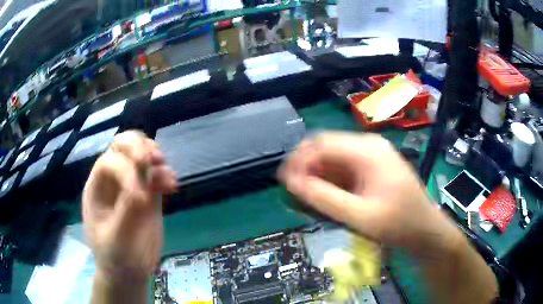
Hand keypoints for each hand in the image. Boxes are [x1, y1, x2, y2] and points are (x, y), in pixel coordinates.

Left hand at [83, 131, 176, 283]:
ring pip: (140, 154)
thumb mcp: (116, 239)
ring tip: (165, 170)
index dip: (125, 172)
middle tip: (152, 161)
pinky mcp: (148, 195)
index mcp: (97, 188)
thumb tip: (142, 189)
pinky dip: (165, 174)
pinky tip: (173, 185)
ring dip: (154, 156)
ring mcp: (131, 186)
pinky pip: (156, 175)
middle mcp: (112, 181)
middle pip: (121, 146)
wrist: (128, 272)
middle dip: (138, 147)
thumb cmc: (116, 258)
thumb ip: (126, 212)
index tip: (140, 198)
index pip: (108, 163)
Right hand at [279, 132, 461, 255]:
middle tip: (292, 191)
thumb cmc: (398, 224)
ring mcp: (373, 156)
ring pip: (334, 158)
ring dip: (317, 175)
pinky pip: (345, 168)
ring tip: (306, 197)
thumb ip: (323, 198)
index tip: (284, 181)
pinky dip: (331, 180)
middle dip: (306, 167)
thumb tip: (291, 182)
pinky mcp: (373, 167)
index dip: (299, 160)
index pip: (322, 143)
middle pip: (327, 148)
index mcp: (368, 151)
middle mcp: (369, 146)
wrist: (425, 231)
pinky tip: (325, 196)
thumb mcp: (359, 215)